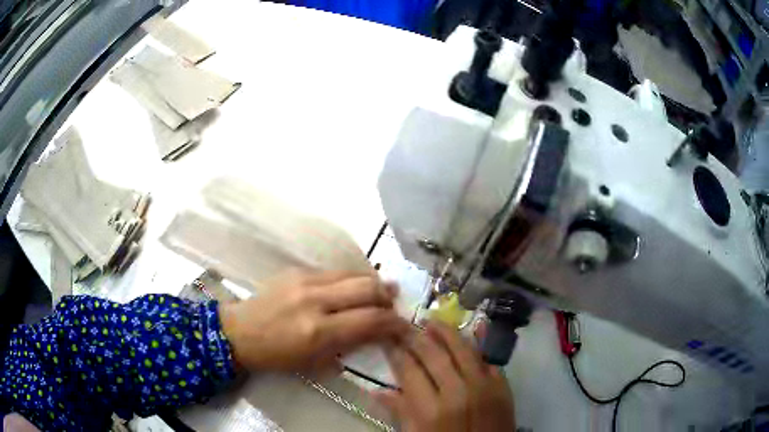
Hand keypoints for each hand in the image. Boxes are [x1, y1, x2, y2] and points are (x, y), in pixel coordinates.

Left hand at [219, 271, 409, 372]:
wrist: (239, 332)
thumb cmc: (277, 357)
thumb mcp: (315, 363)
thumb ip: (348, 347)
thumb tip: (375, 334)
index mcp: (319, 332)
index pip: (371, 320)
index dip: (395, 323)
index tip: (405, 327)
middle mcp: (315, 300)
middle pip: (367, 288)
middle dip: (388, 297)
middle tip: (394, 306)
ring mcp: (304, 281)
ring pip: (353, 274)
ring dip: (372, 283)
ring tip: (381, 292)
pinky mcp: (296, 270)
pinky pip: (334, 272)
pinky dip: (350, 280)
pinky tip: (352, 288)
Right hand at [378, 322, 515, 431]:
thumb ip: (400, 412)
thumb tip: (377, 390)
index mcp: (431, 410)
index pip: (408, 370)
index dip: (395, 351)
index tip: (386, 337)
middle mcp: (457, 392)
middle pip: (433, 354)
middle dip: (414, 335)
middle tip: (402, 323)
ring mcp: (484, 386)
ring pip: (462, 349)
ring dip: (445, 332)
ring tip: (431, 320)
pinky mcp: (502, 386)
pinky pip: (488, 358)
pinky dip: (479, 344)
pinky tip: (472, 330)